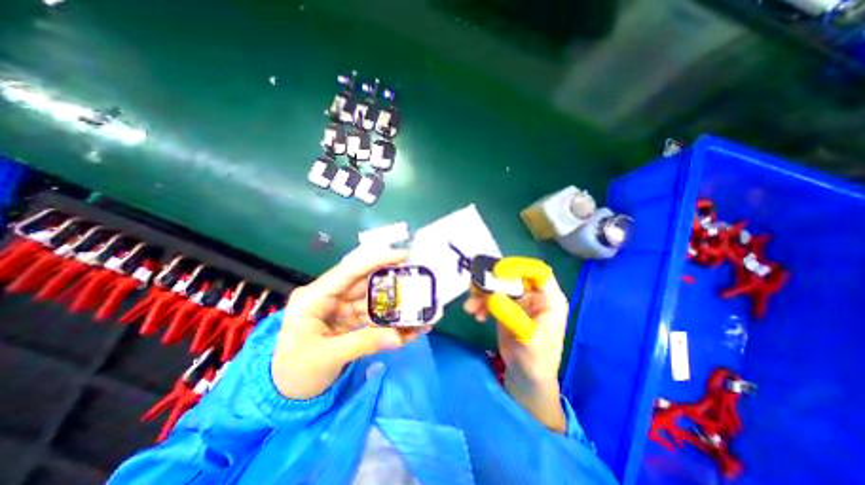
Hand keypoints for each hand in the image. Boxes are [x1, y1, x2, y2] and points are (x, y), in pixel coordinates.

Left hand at [272, 248, 424, 400]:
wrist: (284, 394)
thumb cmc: (294, 371)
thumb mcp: (327, 357)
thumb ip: (364, 343)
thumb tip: (399, 337)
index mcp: (315, 296)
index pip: (349, 270)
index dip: (377, 259)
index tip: (403, 255)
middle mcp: (330, 296)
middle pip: (366, 283)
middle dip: (392, 282)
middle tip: (418, 281)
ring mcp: (341, 308)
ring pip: (373, 301)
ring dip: (395, 306)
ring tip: (420, 309)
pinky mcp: (349, 320)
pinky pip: (373, 317)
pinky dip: (390, 322)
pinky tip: (408, 328)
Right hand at [463, 258, 572, 430]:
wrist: (527, 378)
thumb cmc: (537, 360)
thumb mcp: (527, 337)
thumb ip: (511, 315)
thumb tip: (491, 295)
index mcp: (549, 299)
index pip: (537, 271)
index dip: (518, 267)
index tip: (497, 271)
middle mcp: (534, 296)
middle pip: (513, 277)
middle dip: (493, 281)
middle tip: (476, 286)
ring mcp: (519, 301)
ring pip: (499, 286)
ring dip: (482, 293)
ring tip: (470, 306)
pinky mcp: (506, 308)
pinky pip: (491, 298)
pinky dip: (481, 303)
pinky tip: (476, 314)